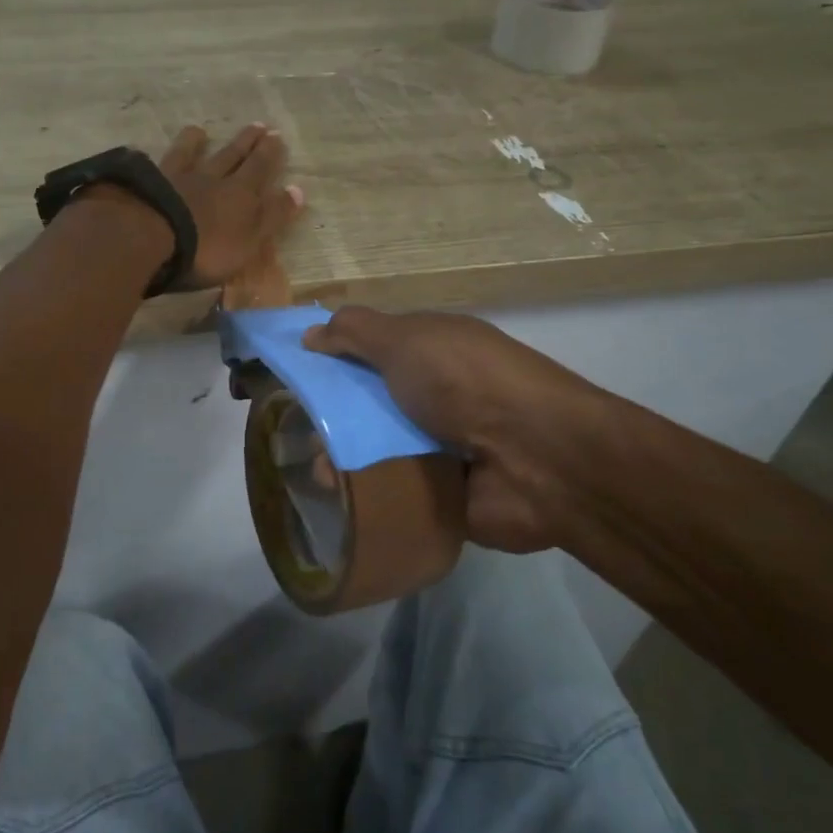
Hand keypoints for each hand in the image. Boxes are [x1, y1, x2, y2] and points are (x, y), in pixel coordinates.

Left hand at [159, 123, 304, 287]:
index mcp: (240, 195)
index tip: (277, 137)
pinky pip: (158, 164)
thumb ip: (272, 216)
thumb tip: (298, 190)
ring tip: (201, 131)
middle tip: (258, 125)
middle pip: (232, 156)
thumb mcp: (250, 240)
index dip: (270, 155)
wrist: (151, 236)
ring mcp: (177, 178)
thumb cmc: (206, 249)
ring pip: (191, 154)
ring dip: (198, 142)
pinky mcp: (148, 183)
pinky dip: (159, 157)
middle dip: (247, 142)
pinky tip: (152, 151)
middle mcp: (211, 179)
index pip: (260, 170)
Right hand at [303, 307, 613, 553]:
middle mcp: (437, 395)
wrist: (537, 459)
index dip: (334, 358)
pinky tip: (339, 500)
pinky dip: (369, 494)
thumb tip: (311, 333)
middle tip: (295, 431)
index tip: (295, 376)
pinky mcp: (444, 493)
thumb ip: (356, 332)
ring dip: (345, 458)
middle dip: (332, 416)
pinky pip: (395, 491)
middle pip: (370, 403)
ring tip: (317, 474)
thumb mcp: (406, 339)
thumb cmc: (465, 383)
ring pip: (378, 449)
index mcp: (433, 351)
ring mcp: (443, 446)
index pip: (372, 350)